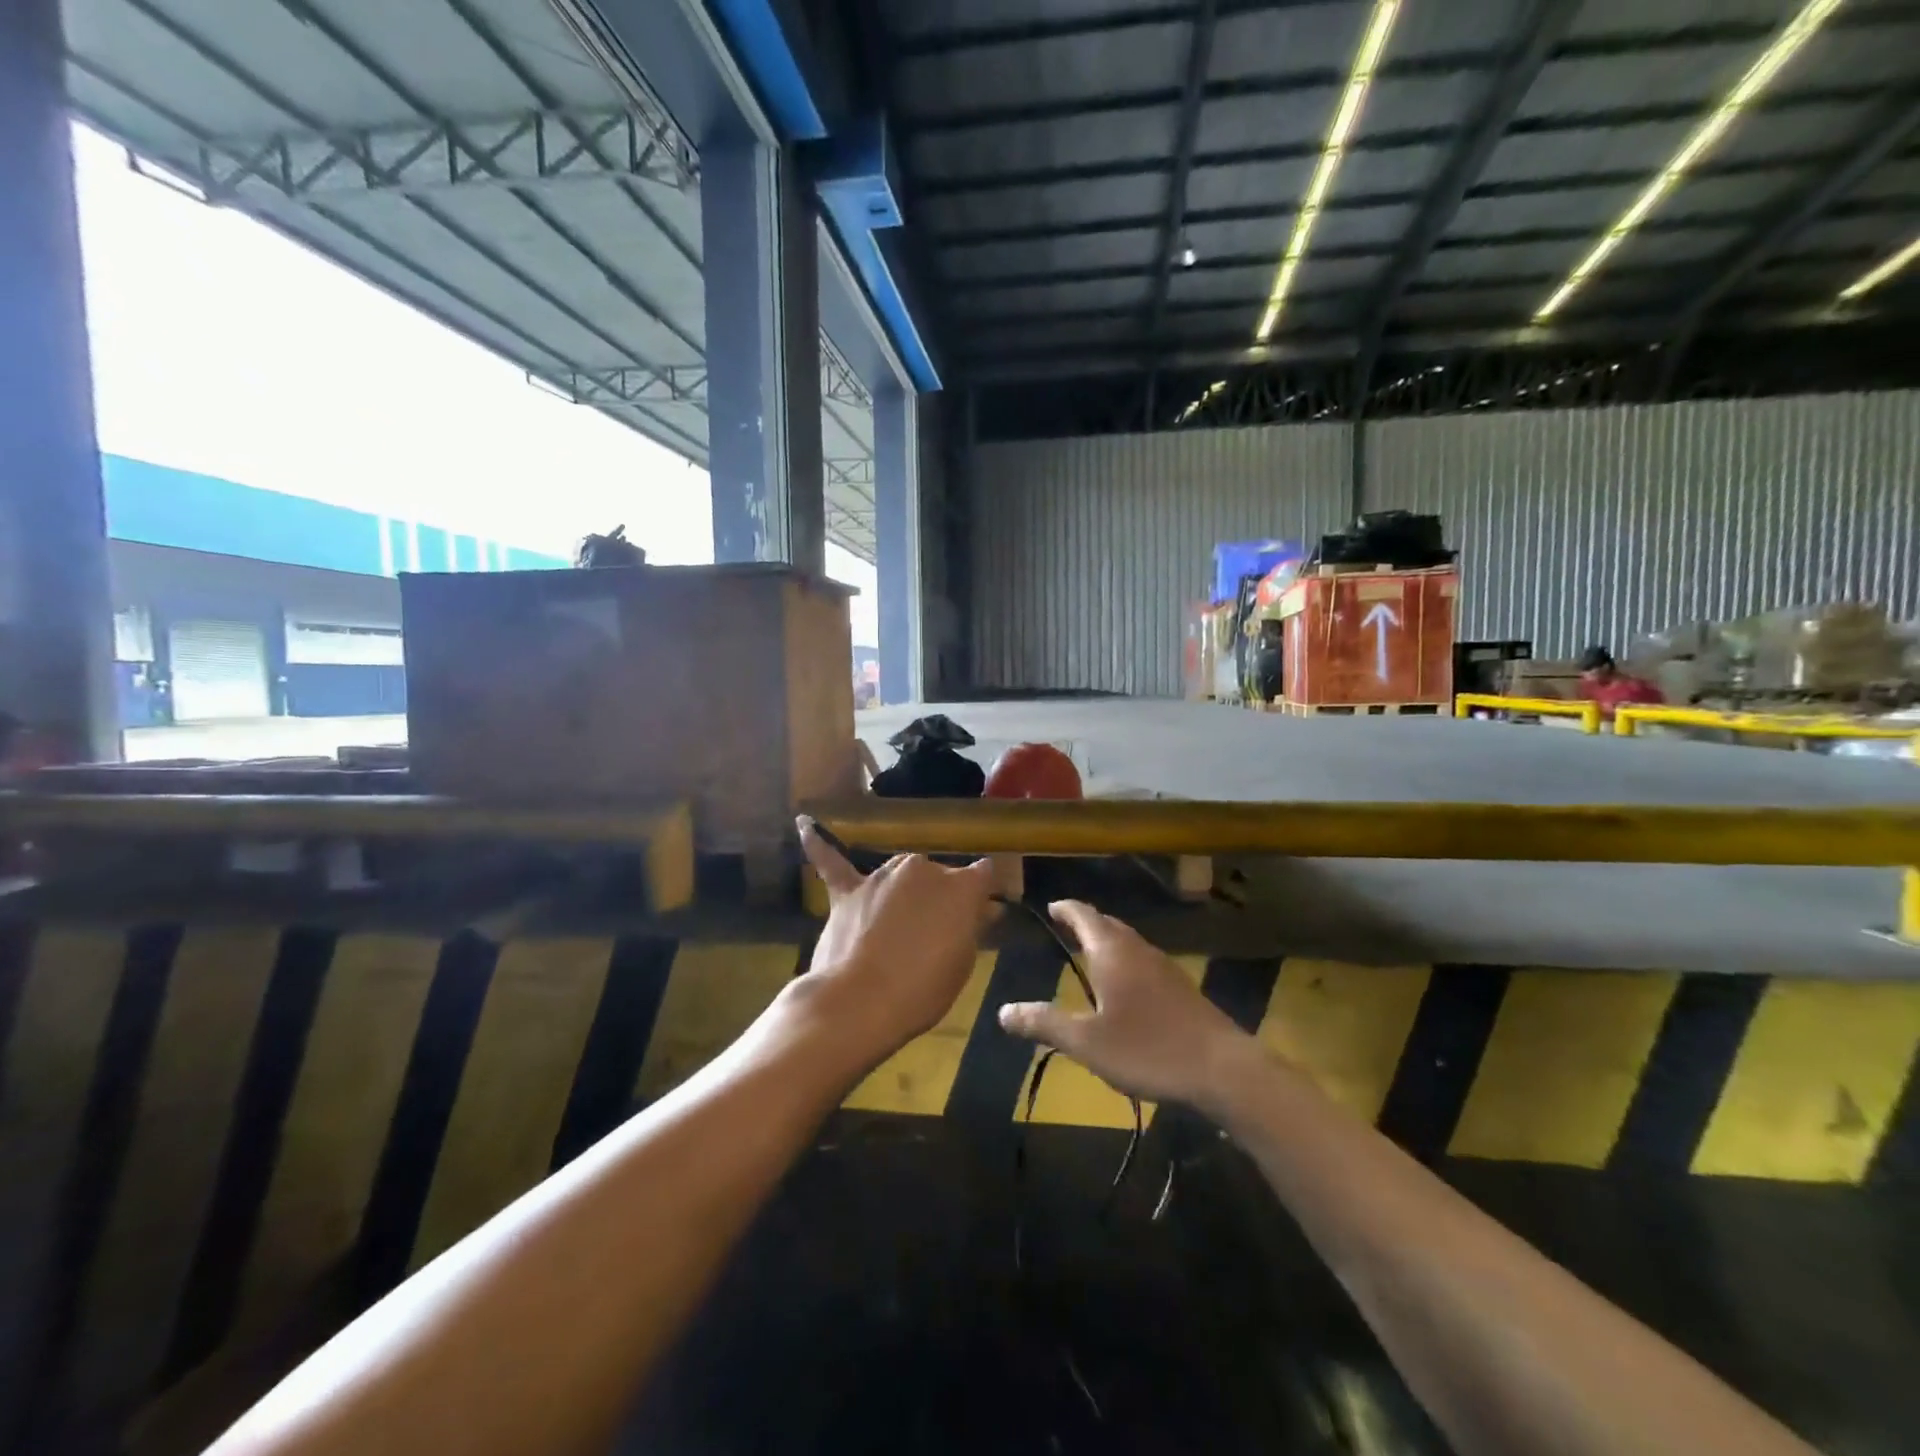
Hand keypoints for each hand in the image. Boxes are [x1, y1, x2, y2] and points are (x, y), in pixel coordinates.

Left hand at [796, 818, 995, 1061]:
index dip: (981, 894)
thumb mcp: (962, 963)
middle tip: (934, 932)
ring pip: (900, 874)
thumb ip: (970, 927)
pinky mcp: (848, 891)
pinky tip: (804, 822)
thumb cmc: (923, 989)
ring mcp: (882, 876)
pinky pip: (832, 862)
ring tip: (897, 923)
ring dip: (902, 891)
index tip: (980, 913)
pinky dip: (818, 843)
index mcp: (961, 886)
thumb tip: (981, 908)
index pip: (982, 875)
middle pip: (938, 875)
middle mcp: (923, 868)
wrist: (861, 1002)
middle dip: (938, 897)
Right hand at [998, 901, 1249, 1108]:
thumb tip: (1002, 1011)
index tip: (1051, 906)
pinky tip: (1126, 987)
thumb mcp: (1086, 1042)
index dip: (1066, 909)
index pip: (1084, 915)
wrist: (1222, 1069)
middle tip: (1066, 927)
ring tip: (1091, 954)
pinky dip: (1126, 960)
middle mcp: (1138, 950)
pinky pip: (1144, 961)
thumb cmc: (1147, 1049)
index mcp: (1112, 953)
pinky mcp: (1182, 988)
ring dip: (1108, 941)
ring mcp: (1165, 967)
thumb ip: (1044, 1024)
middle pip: (1109, 924)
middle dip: (1086, 922)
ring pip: (1129, 942)